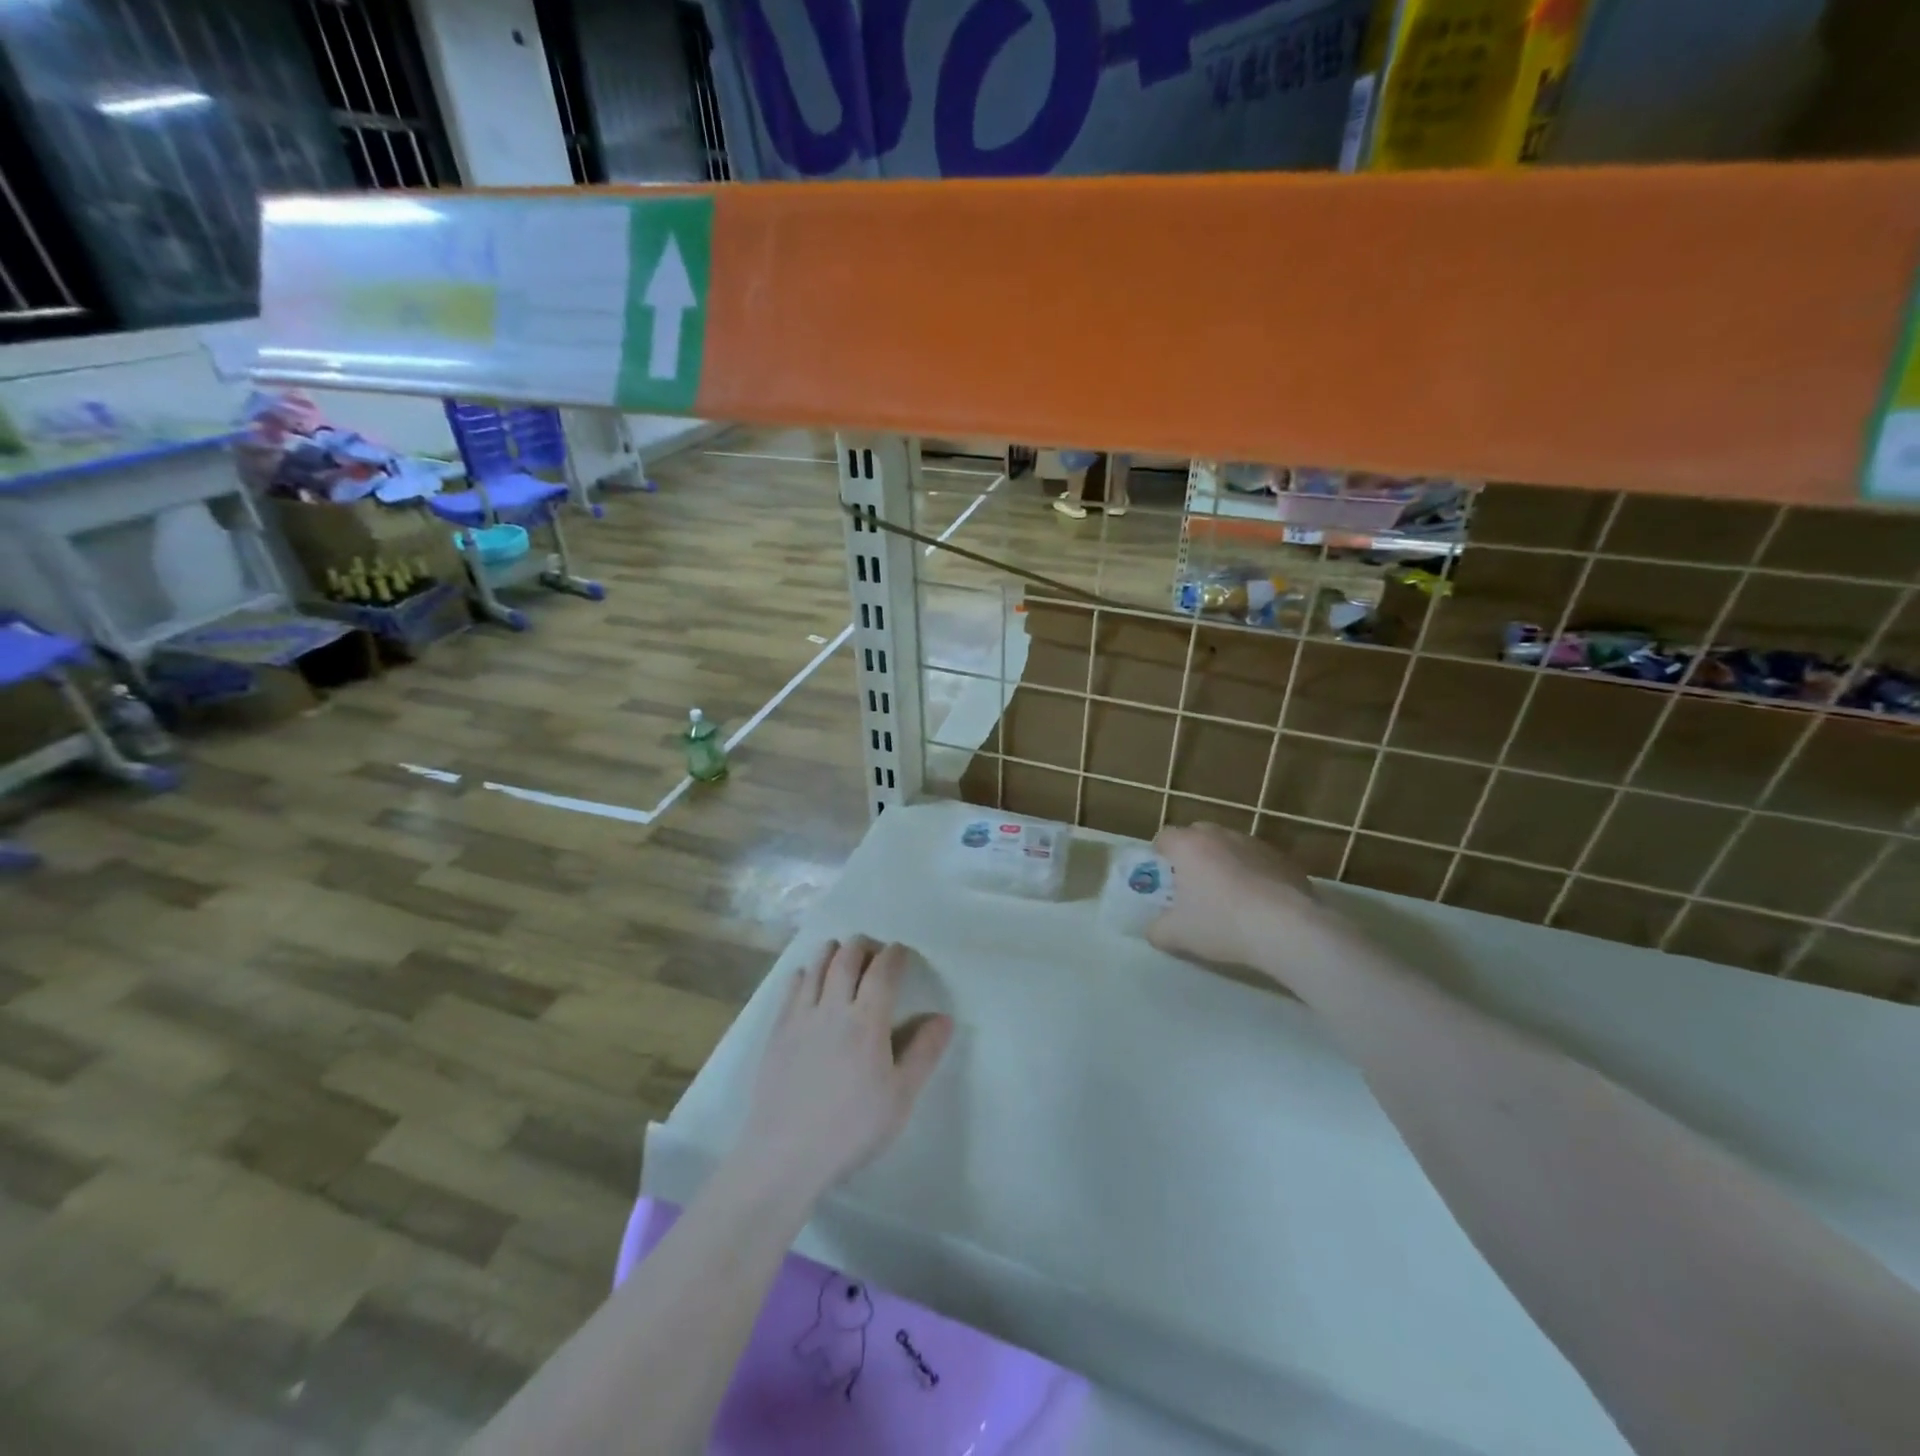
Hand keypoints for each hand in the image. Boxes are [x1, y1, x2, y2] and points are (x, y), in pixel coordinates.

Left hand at [732, 937, 952, 1205]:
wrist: (785, 1155)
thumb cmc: (852, 1128)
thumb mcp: (900, 1097)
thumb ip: (924, 1053)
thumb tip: (944, 1018)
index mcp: (867, 1021)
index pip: (883, 971)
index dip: (894, 954)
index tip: (901, 951)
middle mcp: (833, 1008)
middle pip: (846, 958)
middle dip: (862, 946)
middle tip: (872, 949)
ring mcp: (801, 1017)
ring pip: (817, 967)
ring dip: (832, 952)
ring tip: (841, 952)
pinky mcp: (777, 1031)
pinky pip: (792, 988)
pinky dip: (804, 973)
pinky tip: (807, 977)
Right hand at [1147, 822, 1323, 971]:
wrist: (1287, 929)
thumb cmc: (1221, 923)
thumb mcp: (1176, 935)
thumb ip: (1157, 929)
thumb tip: (1155, 929)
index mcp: (1188, 846)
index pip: (1164, 837)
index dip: (1160, 855)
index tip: (1165, 877)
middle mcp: (1220, 835)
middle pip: (1198, 835)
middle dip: (1193, 855)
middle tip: (1195, 885)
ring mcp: (1255, 844)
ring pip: (1231, 847)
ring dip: (1226, 863)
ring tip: (1232, 896)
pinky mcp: (1284, 859)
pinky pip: (1259, 861)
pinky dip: (1255, 874)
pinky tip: (1261, 904)